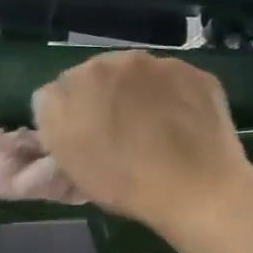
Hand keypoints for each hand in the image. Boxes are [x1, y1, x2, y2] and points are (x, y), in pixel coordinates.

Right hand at [32, 51, 251, 232]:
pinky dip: (173, 97)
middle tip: (118, 133)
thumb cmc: (125, 184)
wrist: (197, 189)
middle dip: (102, 97)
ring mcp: (155, 63)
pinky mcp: (192, 71)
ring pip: (137, 74)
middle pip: (97, 76)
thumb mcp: (72, 167)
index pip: (56, 94)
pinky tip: (182, 125)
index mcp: (71, 87)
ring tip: (153, 129)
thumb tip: (55, 110)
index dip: (69, 118)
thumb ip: (54, 130)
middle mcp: (108, 63)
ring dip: (138, 92)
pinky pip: (173, 80)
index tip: (83, 139)